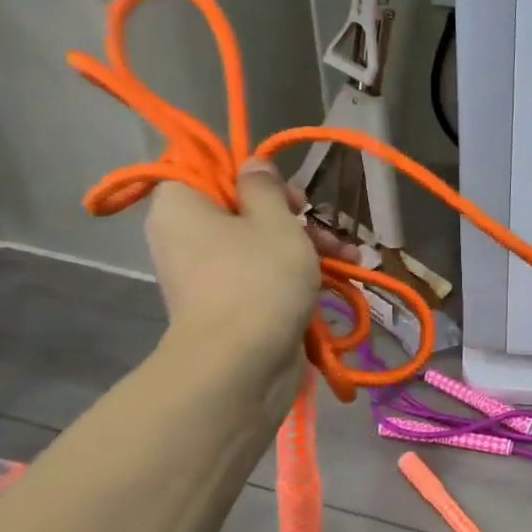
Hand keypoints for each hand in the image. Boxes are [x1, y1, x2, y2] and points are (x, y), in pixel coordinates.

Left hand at [145, 162, 351, 368]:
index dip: (248, 173)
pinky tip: (341, 275)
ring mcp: (207, 275)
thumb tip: (253, 166)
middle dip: (291, 214)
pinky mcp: (230, 305)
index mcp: (181, 205)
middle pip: (239, 208)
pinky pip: (262, 275)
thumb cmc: (258, 278)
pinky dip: (296, 274)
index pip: (205, 170)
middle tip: (319, 219)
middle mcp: (185, 237)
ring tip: (351, 255)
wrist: (242, 365)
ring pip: (258, 244)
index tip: (282, 188)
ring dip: (306, 245)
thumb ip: (265, 186)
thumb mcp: (274, 221)